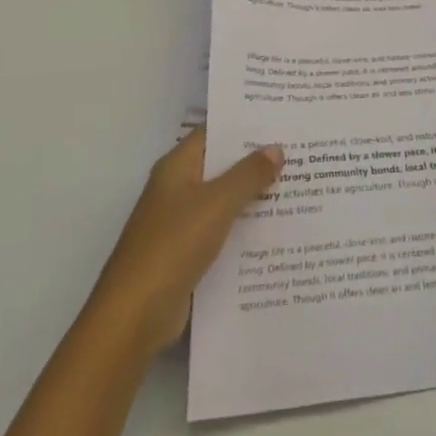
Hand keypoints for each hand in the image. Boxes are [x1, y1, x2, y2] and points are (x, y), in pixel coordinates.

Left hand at [89, 128, 283, 355]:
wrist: (134, 317)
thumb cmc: (173, 246)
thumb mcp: (217, 203)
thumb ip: (248, 174)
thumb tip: (276, 147)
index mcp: (177, 167)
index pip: (214, 132)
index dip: (246, 124)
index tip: (281, 118)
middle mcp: (177, 189)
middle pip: (222, 166)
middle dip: (257, 160)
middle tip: (301, 151)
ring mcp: (181, 224)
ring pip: (225, 200)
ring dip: (255, 196)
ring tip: (299, 186)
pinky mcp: (188, 255)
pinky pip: (223, 232)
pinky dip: (246, 228)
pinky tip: (278, 229)